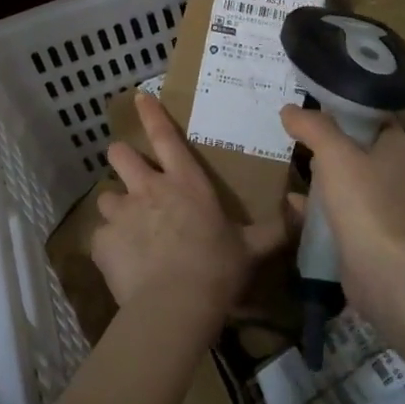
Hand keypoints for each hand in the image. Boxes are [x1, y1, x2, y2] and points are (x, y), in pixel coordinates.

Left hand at [94, 93, 288, 319]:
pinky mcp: (102, 241)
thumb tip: (304, 208)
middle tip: (130, 172)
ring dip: (115, 207)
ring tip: (125, 226)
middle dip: (122, 157)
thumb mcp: (252, 247)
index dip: (151, 114)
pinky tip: (121, 262)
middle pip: (121, 155)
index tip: (139, 97)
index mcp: (184, 182)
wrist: (174, 306)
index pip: (164, 136)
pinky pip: (100, 237)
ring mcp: (121, 213)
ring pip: (106, 196)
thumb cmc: (217, 269)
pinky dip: (108, 245)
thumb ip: (275, 228)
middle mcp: (148, 188)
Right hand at [279, 106, 404, 314]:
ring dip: (325, 174)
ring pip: (351, 179)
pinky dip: (321, 204)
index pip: (375, 116)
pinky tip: (294, 203)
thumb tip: (290, 110)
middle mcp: (400, 174)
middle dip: (331, 142)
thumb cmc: (364, 201)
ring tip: (294, 163)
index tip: (316, 104)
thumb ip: (312, 126)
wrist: (383, 271)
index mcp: (401, 148)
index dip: (346, 107)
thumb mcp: (333, 152)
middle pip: (361, 147)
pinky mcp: (374, 233)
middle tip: (300, 133)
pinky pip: (344, 209)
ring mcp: (389, 206)